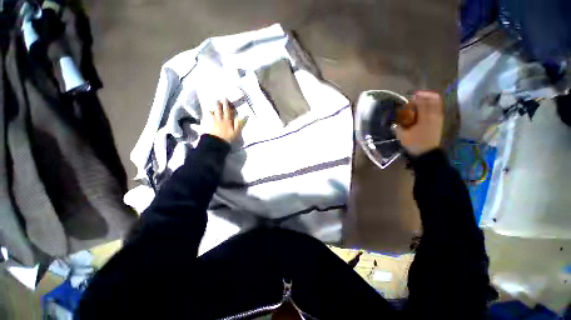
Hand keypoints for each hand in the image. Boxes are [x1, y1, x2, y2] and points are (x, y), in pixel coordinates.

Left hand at [208, 100, 246, 142]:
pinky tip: (207, 112)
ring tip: (214, 104)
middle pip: (219, 110)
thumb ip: (239, 124)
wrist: (216, 143)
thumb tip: (243, 116)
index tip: (226, 99)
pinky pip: (208, 117)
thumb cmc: (228, 138)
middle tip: (218, 99)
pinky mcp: (209, 125)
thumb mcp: (236, 132)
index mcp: (227, 121)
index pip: (227, 111)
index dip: (226, 105)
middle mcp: (220, 120)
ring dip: (214, 108)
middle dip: (219, 104)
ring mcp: (214, 122)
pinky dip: (208, 113)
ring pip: (213, 112)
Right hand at [395, 91, 443, 155]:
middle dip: (425, 95)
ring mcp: (438, 119)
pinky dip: (434, 105)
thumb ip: (398, 126)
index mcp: (424, 118)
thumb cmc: (414, 144)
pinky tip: (428, 107)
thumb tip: (393, 121)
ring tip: (423, 98)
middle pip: (432, 100)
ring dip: (430, 99)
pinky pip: (438, 109)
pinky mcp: (439, 122)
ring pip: (437, 104)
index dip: (416, 98)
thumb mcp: (402, 136)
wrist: (427, 153)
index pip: (422, 103)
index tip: (411, 96)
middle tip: (417, 95)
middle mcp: (433, 116)